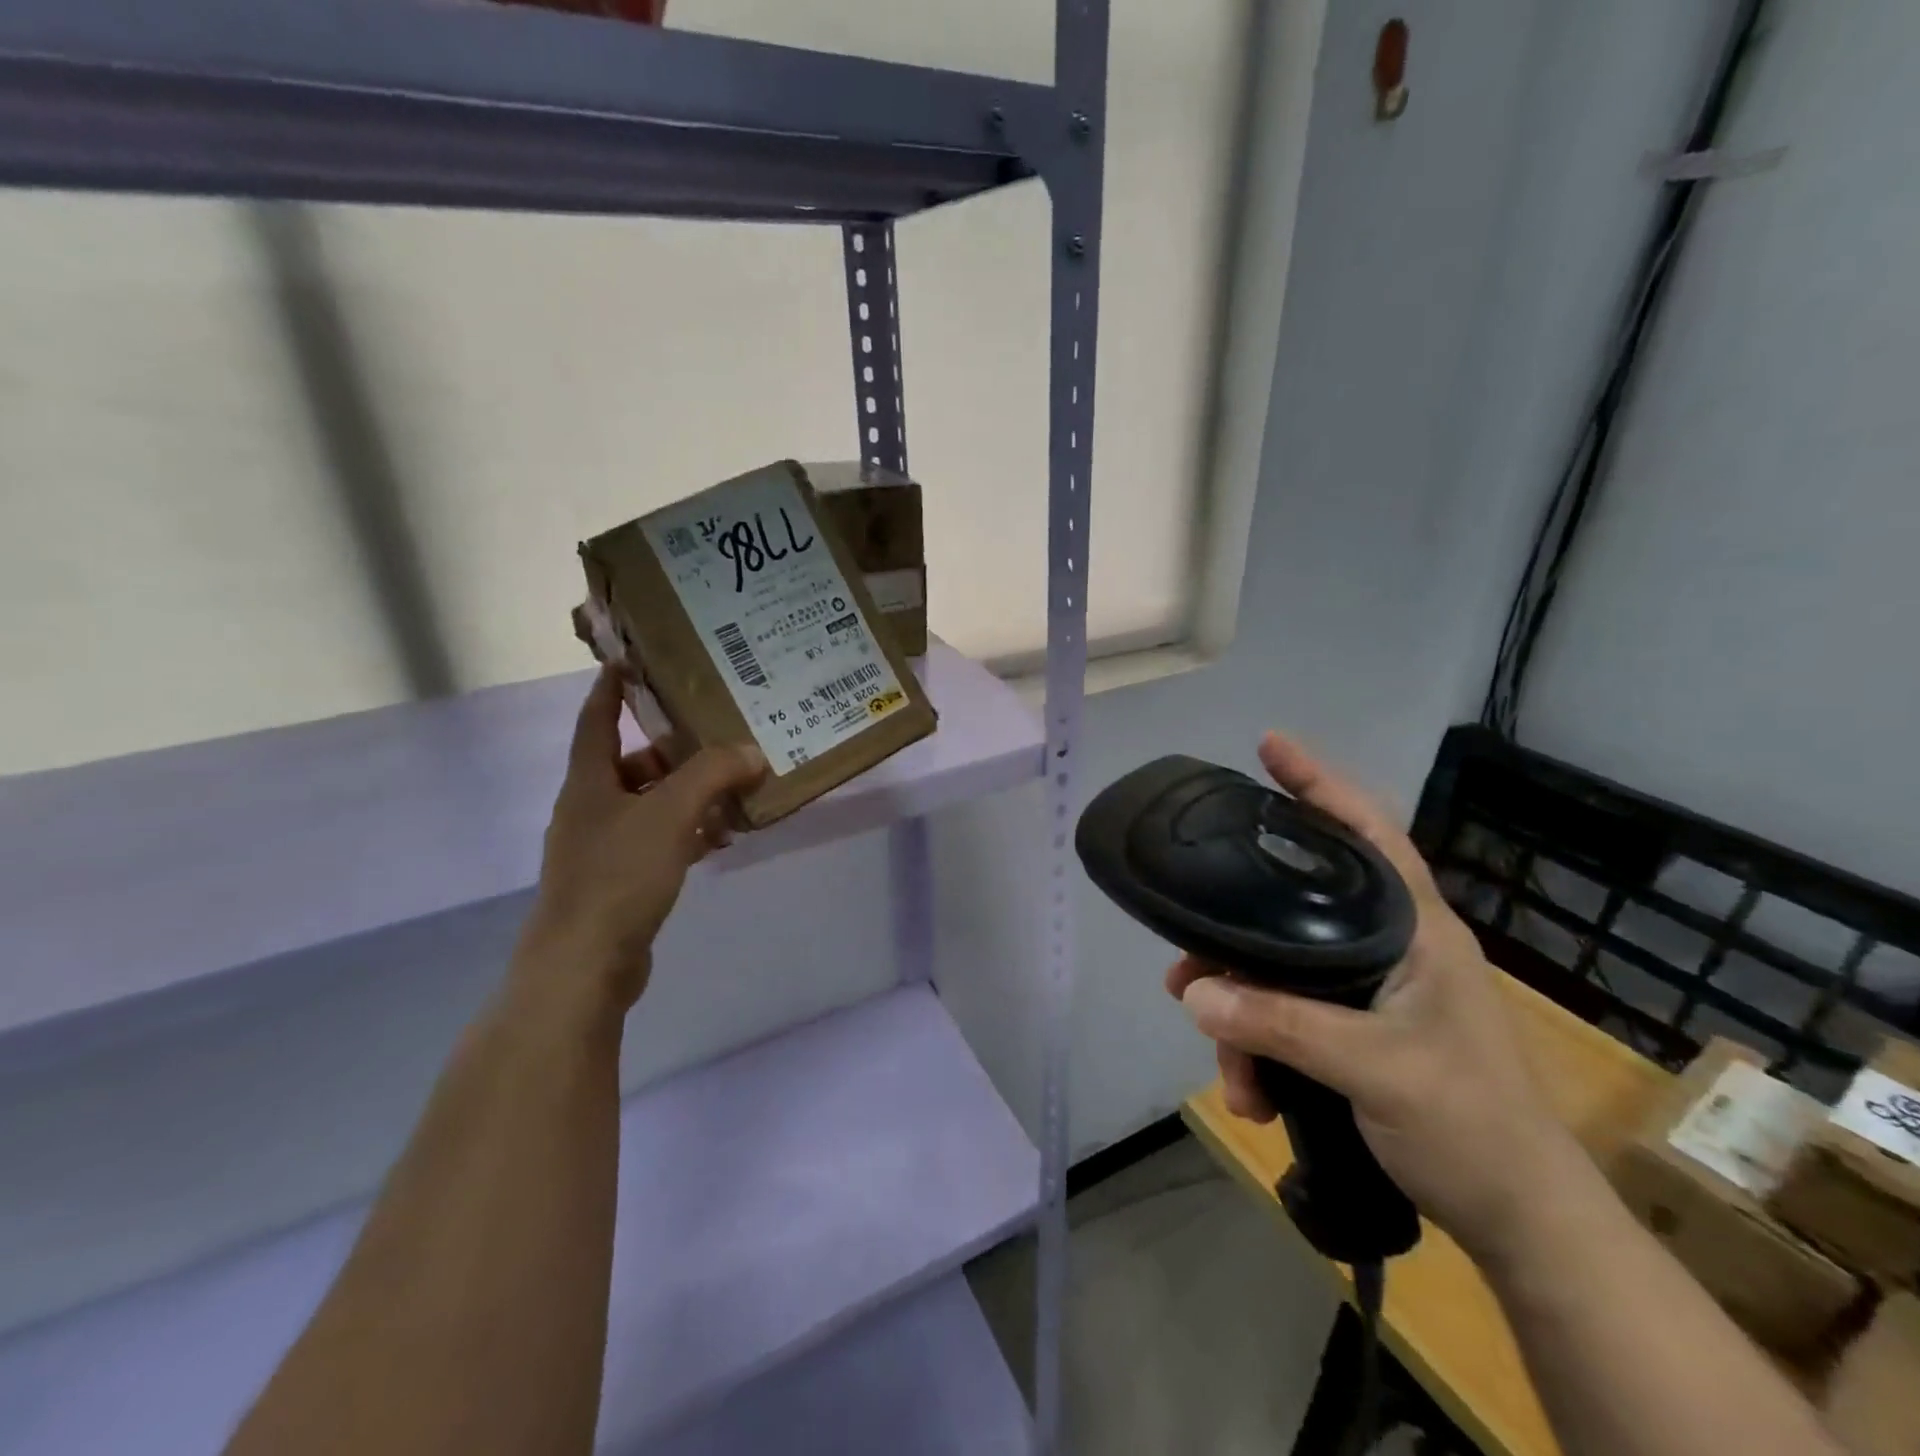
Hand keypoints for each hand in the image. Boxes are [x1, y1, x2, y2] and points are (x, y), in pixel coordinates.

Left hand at [512, 667, 766, 1015]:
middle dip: (675, 751)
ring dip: (690, 796)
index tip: (630, 661)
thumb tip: (751, 751)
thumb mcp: (670, 813)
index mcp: (589, 782)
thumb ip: (713, 774)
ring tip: (736, 790)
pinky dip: (689, 833)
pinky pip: (660, 841)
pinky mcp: (621, 881)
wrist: (584, 963)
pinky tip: (722, 838)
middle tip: (720, 738)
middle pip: (634, 764)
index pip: (596, 720)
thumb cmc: (618, 875)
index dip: (611, 689)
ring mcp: (604, 847)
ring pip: (652, 806)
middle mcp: (592, 808)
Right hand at [1167, 731, 1578, 1262]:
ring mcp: (1368, 988)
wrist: (1521, 1221)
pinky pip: (1285, 1016)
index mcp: (1414, 928)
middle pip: (1292, 909)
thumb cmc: (1471, 1126)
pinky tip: (1254, 1094)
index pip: (1366, 832)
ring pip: (1278, 972)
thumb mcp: (1375, 1070)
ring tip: (1232, 1076)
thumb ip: (1282, 1025)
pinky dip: (1260, 1049)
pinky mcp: (1353, 1027)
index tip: (1267, 746)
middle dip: (1233, 941)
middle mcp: (1388, 944)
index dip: (1318, 783)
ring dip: (1242, 1020)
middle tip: (1185, 964)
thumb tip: (1193, 991)